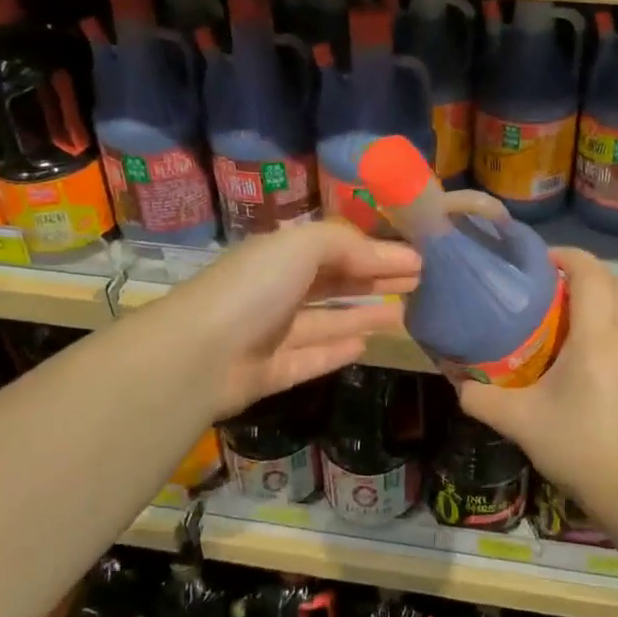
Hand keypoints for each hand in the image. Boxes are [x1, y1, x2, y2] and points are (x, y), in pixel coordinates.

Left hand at [154, 223, 421, 419]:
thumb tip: (395, 254)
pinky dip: (338, 349)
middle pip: (335, 282)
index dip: (377, 251)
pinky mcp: (271, 371)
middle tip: (419, 283)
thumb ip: (349, 245)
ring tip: (404, 313)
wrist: (198, 354)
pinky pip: (312, 357)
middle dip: (375, 279)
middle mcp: (275, 290)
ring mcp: (271, 333)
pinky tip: (366, 345)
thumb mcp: (302, 247)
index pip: (337, 247)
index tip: (418, 258)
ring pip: (327, 321)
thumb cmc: (253, 288)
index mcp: (279, 255)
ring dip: (364, 314)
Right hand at [456, 248, 617, 527]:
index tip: (541, 262)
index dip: (567, 256)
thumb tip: (458, 382)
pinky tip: (590, 366)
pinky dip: (614, 333)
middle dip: (588, 276)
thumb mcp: (520, 422)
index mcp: (598, 336)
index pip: (591, 273)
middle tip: (553, 291)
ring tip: (568, 327)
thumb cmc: (579, 446)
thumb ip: (481, 398)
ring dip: (603, 304)